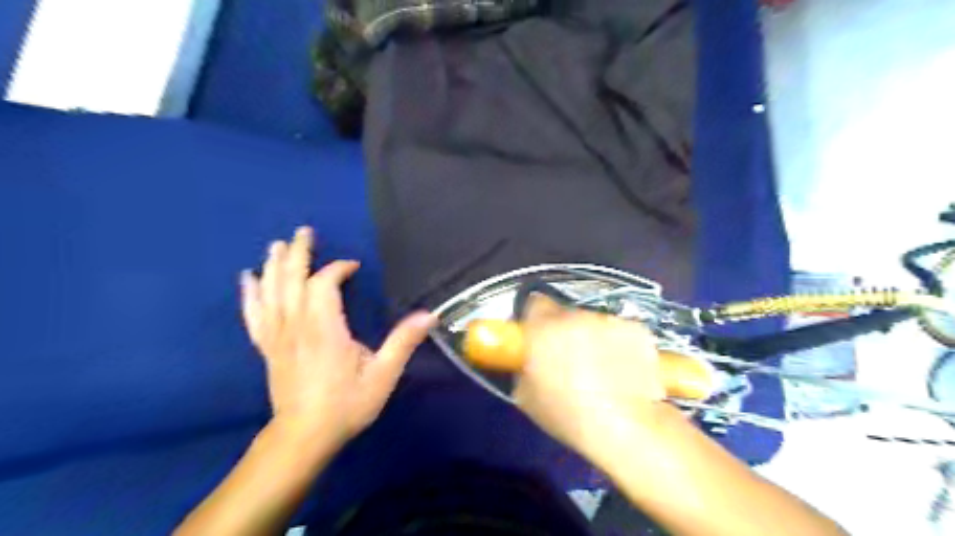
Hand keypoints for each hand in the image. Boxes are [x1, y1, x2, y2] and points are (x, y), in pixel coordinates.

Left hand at [240, 228, 434, 450]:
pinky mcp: (267, 347)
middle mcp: (296, 325)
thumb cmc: (346, 404)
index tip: (354, 267)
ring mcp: (277, 336)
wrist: (304, 436)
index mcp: (324, 328)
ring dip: (274, 265)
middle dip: (299, 253)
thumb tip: (429, 315)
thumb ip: (403, 342)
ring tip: (277, 245)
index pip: (324, 283)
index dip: (338, 269)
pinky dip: (250, 294)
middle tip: (304, 231)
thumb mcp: (383, 375)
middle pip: (292, 279)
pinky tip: (246, 279)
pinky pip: (254, 314)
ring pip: (271, 292)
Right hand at [516, 297, 664, 459]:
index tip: (538, 336)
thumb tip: (531, 359)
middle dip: (565, 332)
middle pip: (566, 314)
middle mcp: (576, 315)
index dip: (535, 319)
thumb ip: (526, 366)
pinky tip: (624, 369)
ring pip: (595, 323)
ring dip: (593, 337)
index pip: (535, 303)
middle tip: (569, 359)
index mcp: (544, 327)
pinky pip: (622, 331)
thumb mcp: (525, 395)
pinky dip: (620, 345)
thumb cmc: (567, 414)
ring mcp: (609, 320)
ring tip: (601, 368)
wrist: (625, 427)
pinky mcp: (637, 329)